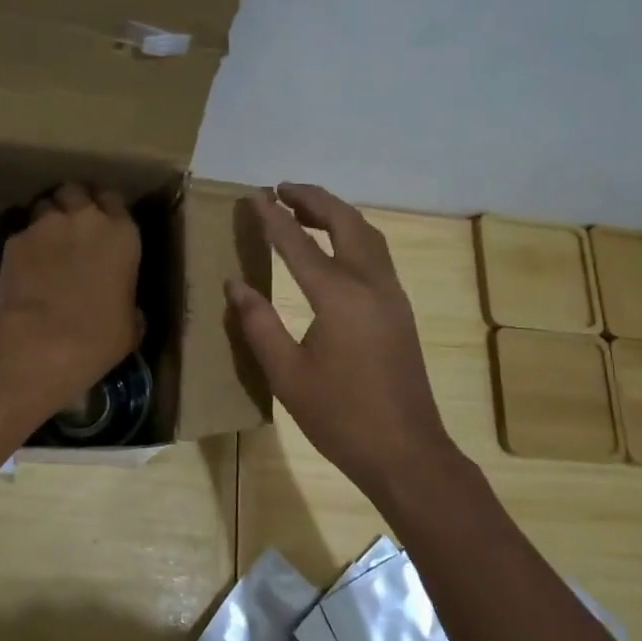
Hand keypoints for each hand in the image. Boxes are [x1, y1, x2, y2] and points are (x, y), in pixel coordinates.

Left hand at [0, 184, 141, 408]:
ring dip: (46, 218)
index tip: (102, 222)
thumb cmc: (101, 336)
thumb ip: (128, 301)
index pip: (113, 198)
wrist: (45, 341)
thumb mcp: (131, 322)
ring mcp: (46, 224)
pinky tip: (23, 265)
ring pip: (44, 204)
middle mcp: (86, 218)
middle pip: (76, 190)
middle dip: (72, 202)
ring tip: (45, 241)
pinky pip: (21, 232)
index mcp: (122, 233)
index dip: (105, 208)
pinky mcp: (14, 239)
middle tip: (71, 224)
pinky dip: (24, 244)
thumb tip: (125, 308)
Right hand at [227, 184, 456, 497]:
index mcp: (340, 297)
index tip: (255, 196)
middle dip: (314, 199)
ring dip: (336, 214)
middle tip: (282, 188)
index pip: (300, 244)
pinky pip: (376, 254)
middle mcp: (371, 284)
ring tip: (304, 207)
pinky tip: (335, 245)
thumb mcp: (286, 374)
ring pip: (367, 235)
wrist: (406, 452)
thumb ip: (259, 324)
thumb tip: (235, 285)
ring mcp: (392, 295)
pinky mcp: (400, 309)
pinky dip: (352, 234)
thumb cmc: (340, 416)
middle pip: (345, 223)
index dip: (274, 219)